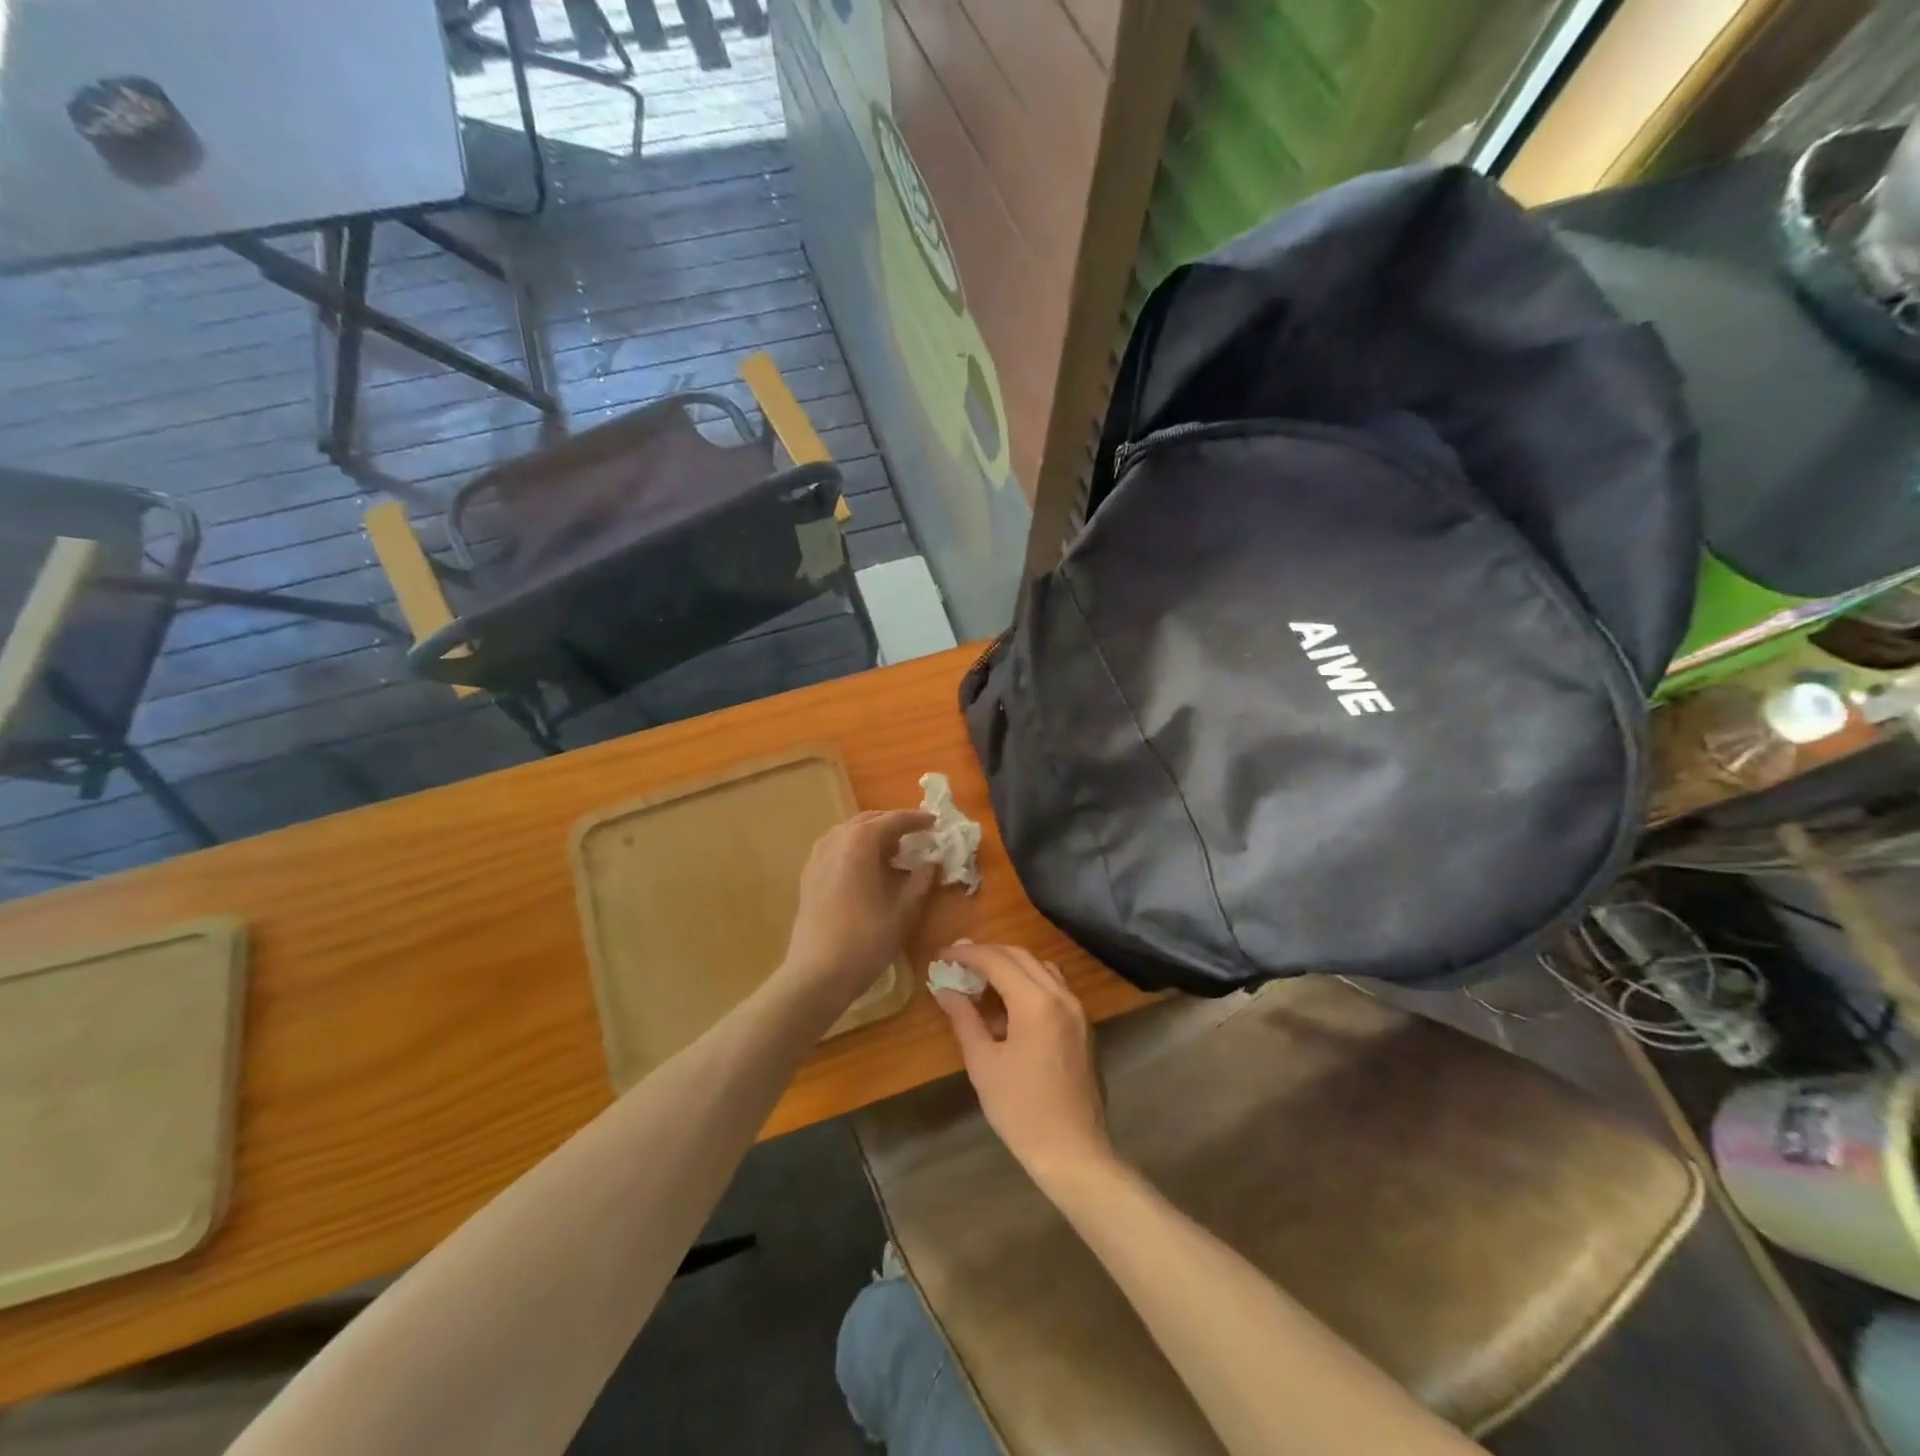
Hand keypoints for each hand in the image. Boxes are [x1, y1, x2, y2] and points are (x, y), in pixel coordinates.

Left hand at [782, 810, 936, 1008]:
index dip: (917, 820)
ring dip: (873, 837)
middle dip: (893, 825)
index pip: (894, 820)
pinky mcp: (808, 875)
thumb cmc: (866, 940)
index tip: (935, 823)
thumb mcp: (904, 911)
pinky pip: (836, 849)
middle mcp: (836, 839)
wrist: (816, 974)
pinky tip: (867, 871)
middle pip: (869, 821)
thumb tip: (932, 862)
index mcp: (861, 841)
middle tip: (916, 838)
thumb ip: (921, 880)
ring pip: (850, 833)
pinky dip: (855, 850)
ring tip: (893, 855)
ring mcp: (817, 856)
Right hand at [932, 943, 1113, 1186]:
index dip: (967, 954)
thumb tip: (944, 989)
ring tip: (981, 979)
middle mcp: (1061, 995)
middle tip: (958, 961)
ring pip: (1041, 967)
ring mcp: (1077, 1009)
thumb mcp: (983, 1063)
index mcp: (1036, 1002)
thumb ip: (964, 1019)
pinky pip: (1054, 987)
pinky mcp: (1083, 1025)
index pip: (997, 960)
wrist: (1073, 1151)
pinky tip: (1009, 1004)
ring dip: (1010, 965)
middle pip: (1021, 956)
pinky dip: (1029, 982)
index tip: (943, 954)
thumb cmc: (1021, 1110)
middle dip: (988, 953)